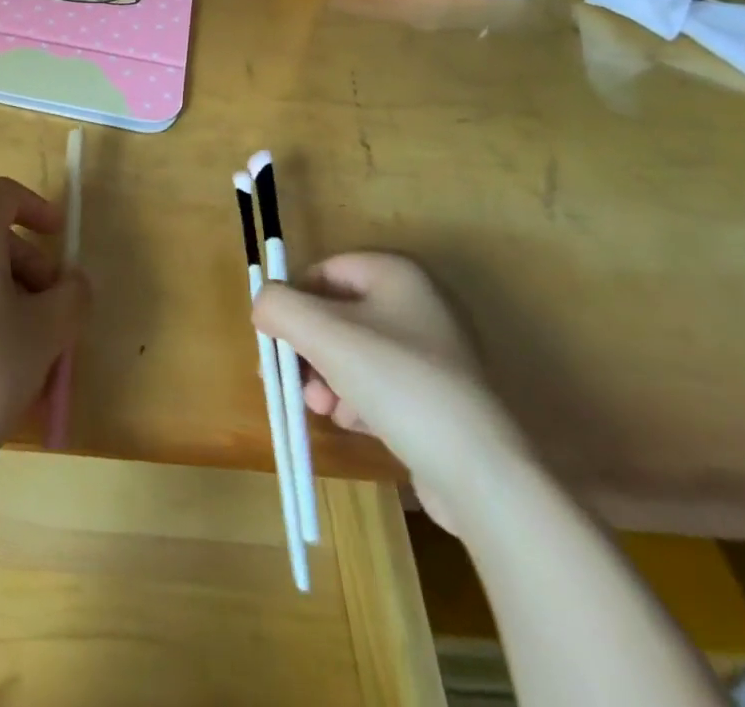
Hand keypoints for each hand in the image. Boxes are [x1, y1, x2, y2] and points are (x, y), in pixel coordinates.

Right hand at [253, 253, 526, 531]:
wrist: (481, 472)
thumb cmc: (397, 382)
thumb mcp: (324, 334)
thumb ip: (279, 306)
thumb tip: (263, 305)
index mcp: (396, 273)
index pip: (324, 272)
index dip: (293, 302)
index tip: (275, 341)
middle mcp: (418, 302)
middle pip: (338, 314)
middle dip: (308, 348)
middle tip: (291, 381)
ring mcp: (434, 351)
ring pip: (356, 352)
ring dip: (327, 377)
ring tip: (321, 408)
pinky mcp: (440, 396)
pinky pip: (382, 384)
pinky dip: (357, 398)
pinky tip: (350, 422)